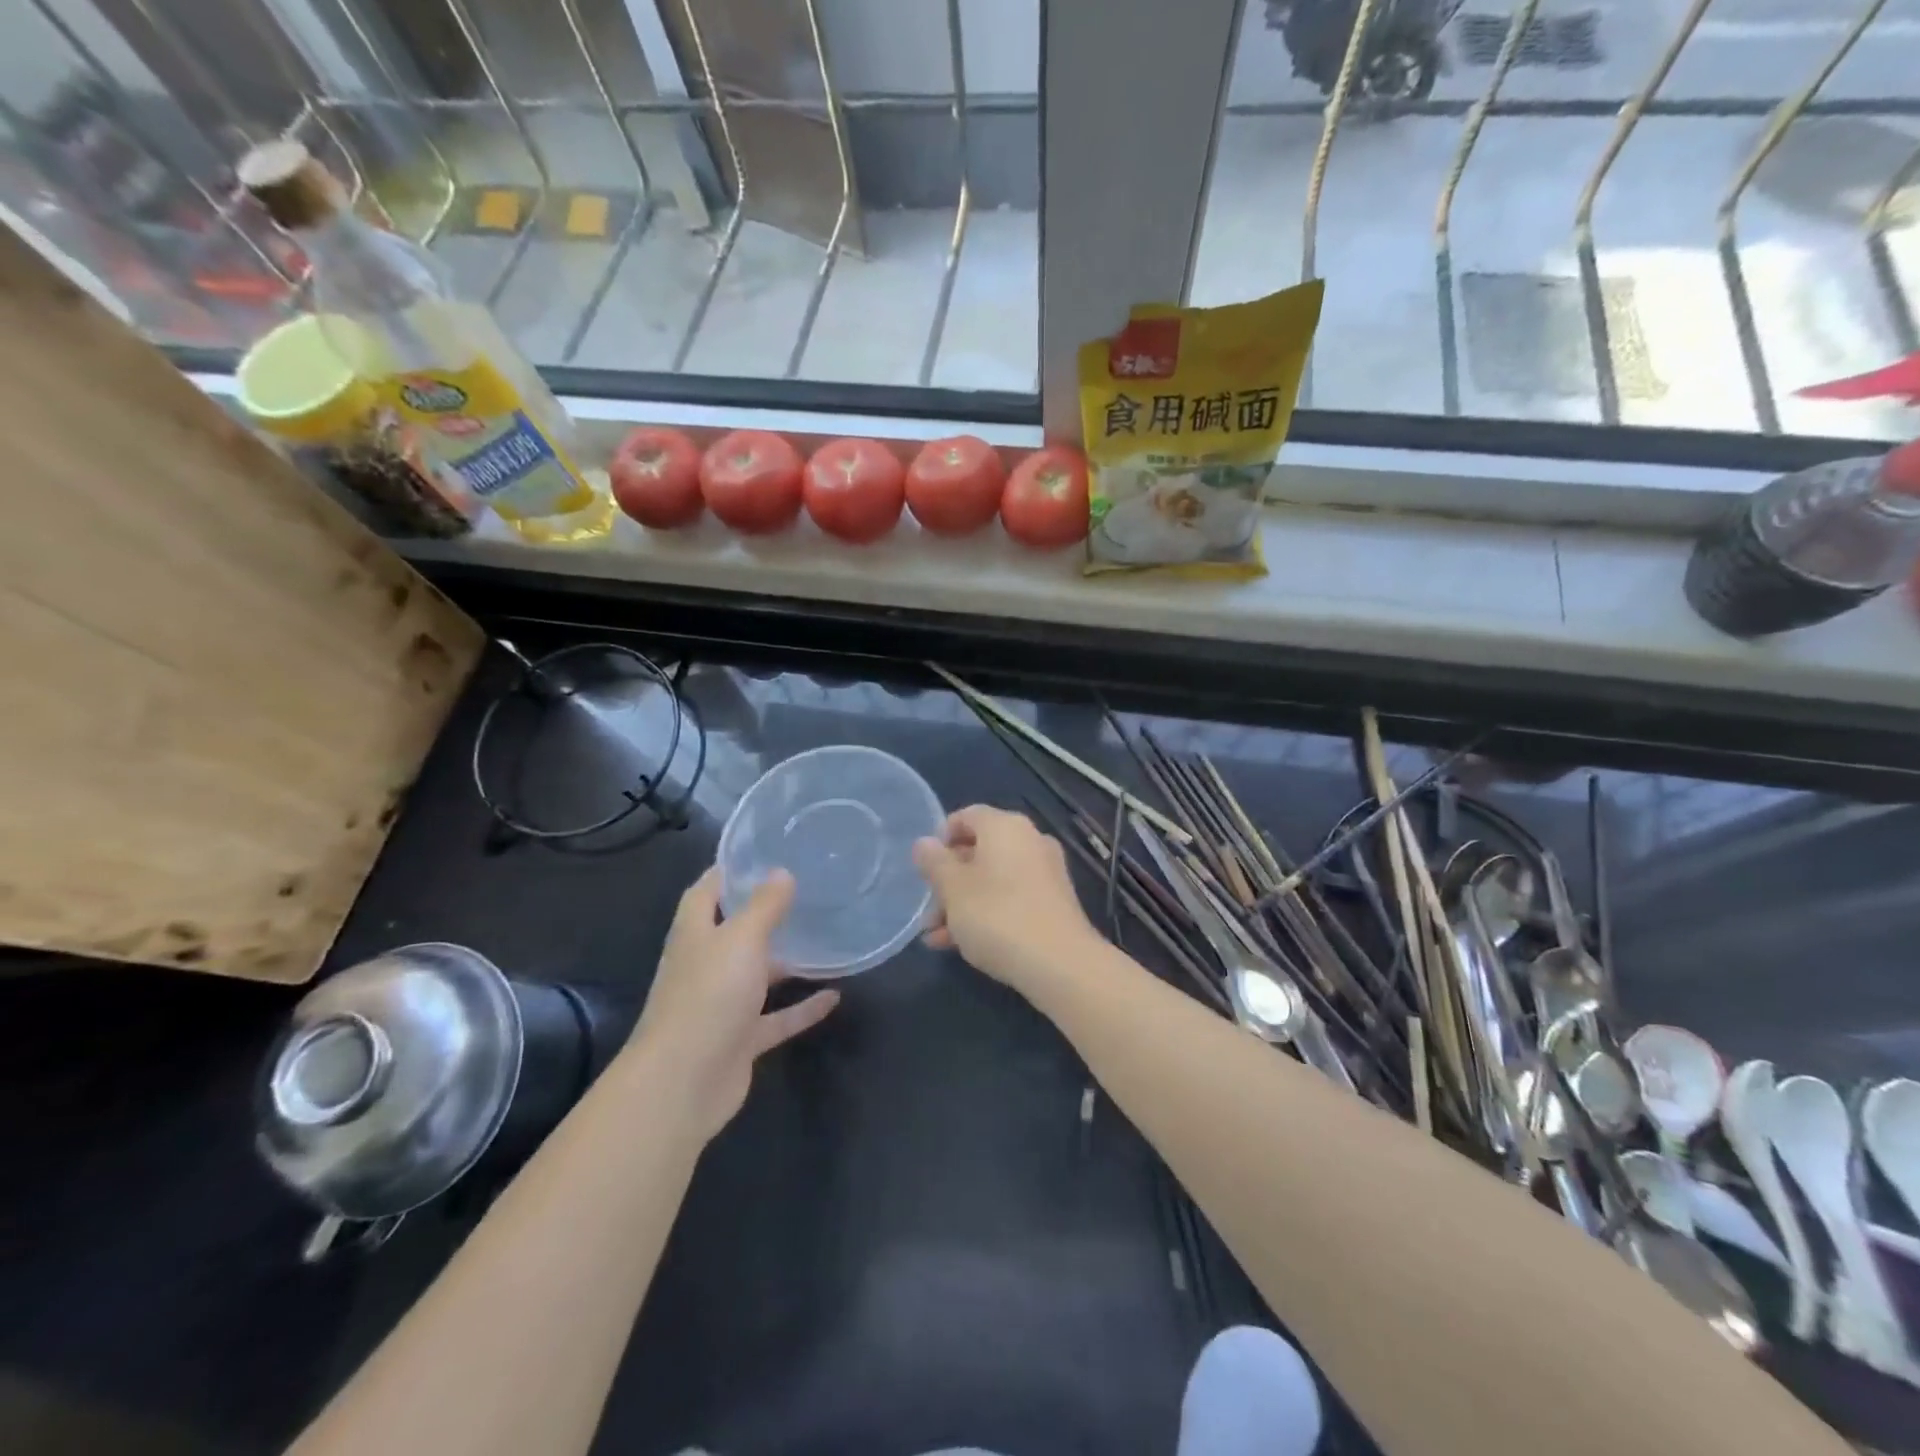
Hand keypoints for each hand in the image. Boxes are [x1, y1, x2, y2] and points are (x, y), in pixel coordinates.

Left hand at [629, 868, 838, 1140]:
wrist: (684, 1083)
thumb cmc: (708, 996)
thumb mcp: (741, 939)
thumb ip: (764, 907)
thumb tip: (782, 872)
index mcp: (696, 934)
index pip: (705, 892)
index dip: (726, 871)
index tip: (758, 852)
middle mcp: (706, 965)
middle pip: (733, 932)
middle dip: (762, 913)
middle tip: (803, 891)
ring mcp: (723, 1005)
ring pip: (758, 975)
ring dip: (786, 961)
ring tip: (824, 937)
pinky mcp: (741, 1039)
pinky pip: (777, 1018)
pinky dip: (803, 1008)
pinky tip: (835, 996)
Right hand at [912, 805, 1100, 992]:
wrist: (1060, 963)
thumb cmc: (997, 915)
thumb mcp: (953, 889)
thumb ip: (934, 862)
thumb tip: (924, 843)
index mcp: (1005, 826)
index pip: (966, 816)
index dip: (941, 838)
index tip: (924, 867)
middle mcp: (1029, 841)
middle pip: (978, 851)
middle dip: (948, 881)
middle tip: (928, 911)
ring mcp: (1045, 872)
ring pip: (992, 880)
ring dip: (962, 903)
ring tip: (936, 936)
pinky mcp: (1053, 903)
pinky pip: (1011, 899)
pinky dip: (986, 914)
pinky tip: (961, 946)